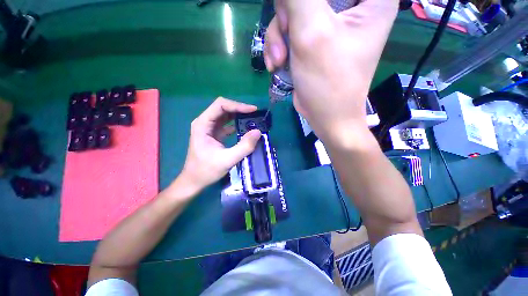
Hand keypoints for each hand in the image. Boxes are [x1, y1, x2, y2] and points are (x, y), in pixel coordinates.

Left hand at [179, 97, 261, 192]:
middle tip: (255, 115)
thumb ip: (244, 146)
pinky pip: (227, 124)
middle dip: (240, 110)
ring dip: (239, 116)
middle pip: (223, 108)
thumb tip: (258, 132)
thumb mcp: (227, 160)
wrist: (194, 181)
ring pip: (226, 115)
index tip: (253, 110)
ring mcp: (209, 128)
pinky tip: (246, 129)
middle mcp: (205, 122)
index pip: (220, 105)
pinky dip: (237, 124)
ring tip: (253, 120)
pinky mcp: (215, 134)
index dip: (237, 105)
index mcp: (203, 124)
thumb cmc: (206, 171)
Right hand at [264, 0, 397, 143]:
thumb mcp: (312, 33)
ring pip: (293, 12)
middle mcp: (352, 5)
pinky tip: (278, 64)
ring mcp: (330, 23)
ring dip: (278, 37)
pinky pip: (290, 30)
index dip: (302, 3)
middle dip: (287, 18)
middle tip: (285, 43)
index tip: (296, 20)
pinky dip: (279, 47)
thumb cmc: (328, 81)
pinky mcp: (315, 39)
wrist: (326, 117)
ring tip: (278, 61)